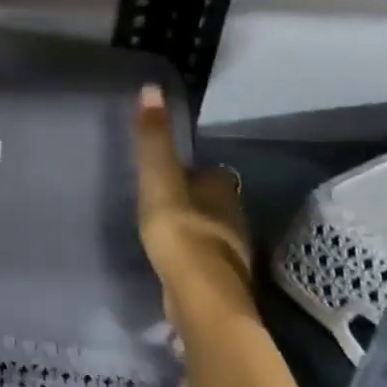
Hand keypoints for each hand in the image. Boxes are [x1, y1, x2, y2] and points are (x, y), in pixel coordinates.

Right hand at [133, 84, 255, 337]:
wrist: (200, 298)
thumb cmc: (180, 231)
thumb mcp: (158, 178)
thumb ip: (153, 139)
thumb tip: (151, 88)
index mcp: (223, 190)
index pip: (212, 173)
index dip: (193, 171)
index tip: (170, 174)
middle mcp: (235, 219)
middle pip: (215, 203)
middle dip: (195, 201)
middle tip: (163, 202)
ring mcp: (232, 254)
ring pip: (212, 232)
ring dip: (195, 230)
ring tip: (165, 231)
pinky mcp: (221, 282)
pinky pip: (205, 261)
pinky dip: (193, 258)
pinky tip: (174, 262)